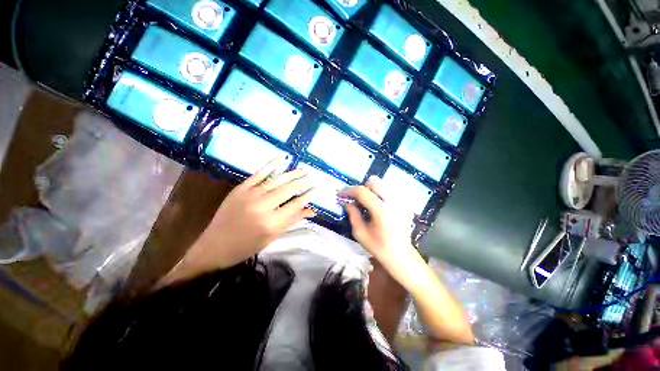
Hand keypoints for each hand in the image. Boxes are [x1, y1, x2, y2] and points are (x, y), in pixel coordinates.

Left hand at [165, 160, 315, 282]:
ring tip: (304, 170)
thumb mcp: (272, 237)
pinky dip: (271, 165)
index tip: (316, 190)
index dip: (307, 196)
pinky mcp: (241, 188)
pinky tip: (282, 159)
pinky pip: (259, 174)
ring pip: (277, 180)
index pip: (295, 205)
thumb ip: (292, 221)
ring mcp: (250, 194)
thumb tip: (311, 210)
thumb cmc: (247, 246)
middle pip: (288, 190)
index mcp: (271, 222)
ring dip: (292, 174)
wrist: (215, 245)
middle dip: (303, 183)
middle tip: (313, 178)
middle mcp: (263, 206)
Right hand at [338, 176, 414, 264]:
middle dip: (362, 189)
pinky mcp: (404, 204)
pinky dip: (379, 195)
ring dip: (370, 191)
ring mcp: (400, 202)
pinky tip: (377, 208)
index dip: (348, 191)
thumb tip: (346, 202)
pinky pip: (388, 191)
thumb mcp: (360, 233)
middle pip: (374, 181)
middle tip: (357, 201)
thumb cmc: (379, 248)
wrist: (401, 257)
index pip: (362, 191)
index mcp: (382, 211)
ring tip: (367, 205)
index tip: (340, 195)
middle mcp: (393, 202)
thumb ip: (352, 214)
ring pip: (382, 185)